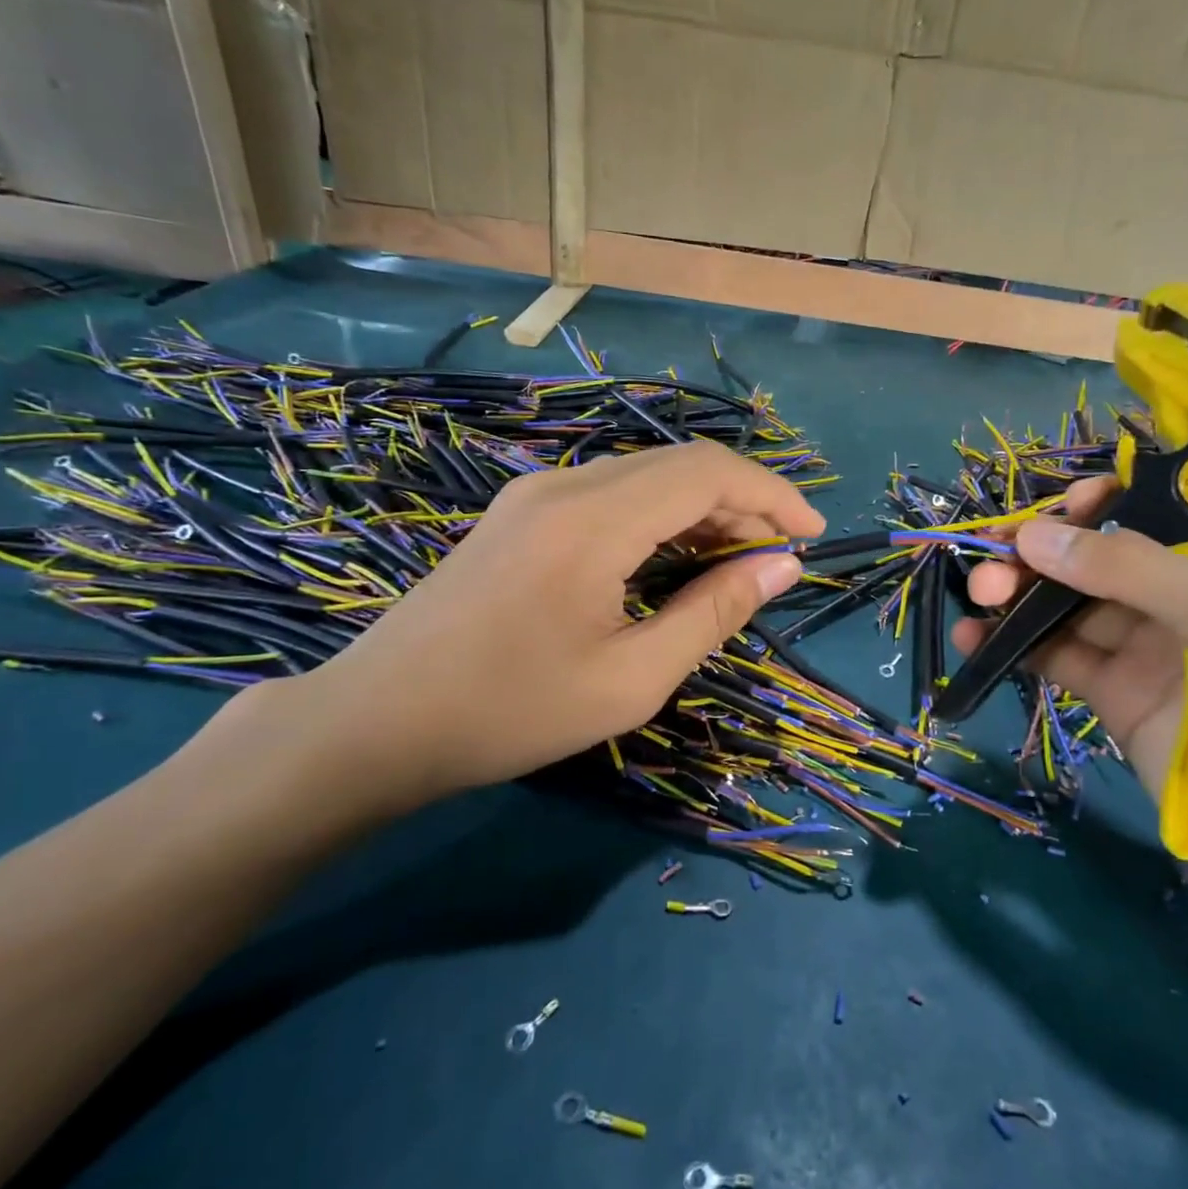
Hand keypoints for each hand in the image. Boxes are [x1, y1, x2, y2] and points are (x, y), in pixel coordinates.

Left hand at [278, 440, 822, 810]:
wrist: (375, 723)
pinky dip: (661, 518)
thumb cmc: (510, 711)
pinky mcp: (522, 512)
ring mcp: (537, 493)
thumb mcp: (632, 678)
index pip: (708, 472)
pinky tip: (674, 561)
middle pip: (681, 466)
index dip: (772, 495)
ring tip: (736, 565)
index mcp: (594, 519)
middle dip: (743, 503)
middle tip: (777, 561)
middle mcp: (566, 485)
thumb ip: (714, 613)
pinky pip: (613, 495)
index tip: (812, 536)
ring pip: (647, 477)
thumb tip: (782, 567)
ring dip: (702, 511)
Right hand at [954, 479, 1187, 924]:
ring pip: (1071, 604)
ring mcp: (1151, 649)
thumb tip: (1033, 534)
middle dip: (1046, 549)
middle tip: (995, 555)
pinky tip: (975, 637)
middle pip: (1102, 555)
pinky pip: (1058, 656)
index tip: (1061, 508)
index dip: (1107, 502)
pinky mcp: (1117, 697)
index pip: (1162, 510)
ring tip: (978, 592)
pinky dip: (1015, 643)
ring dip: (1020, 592)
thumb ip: (1132, 570)